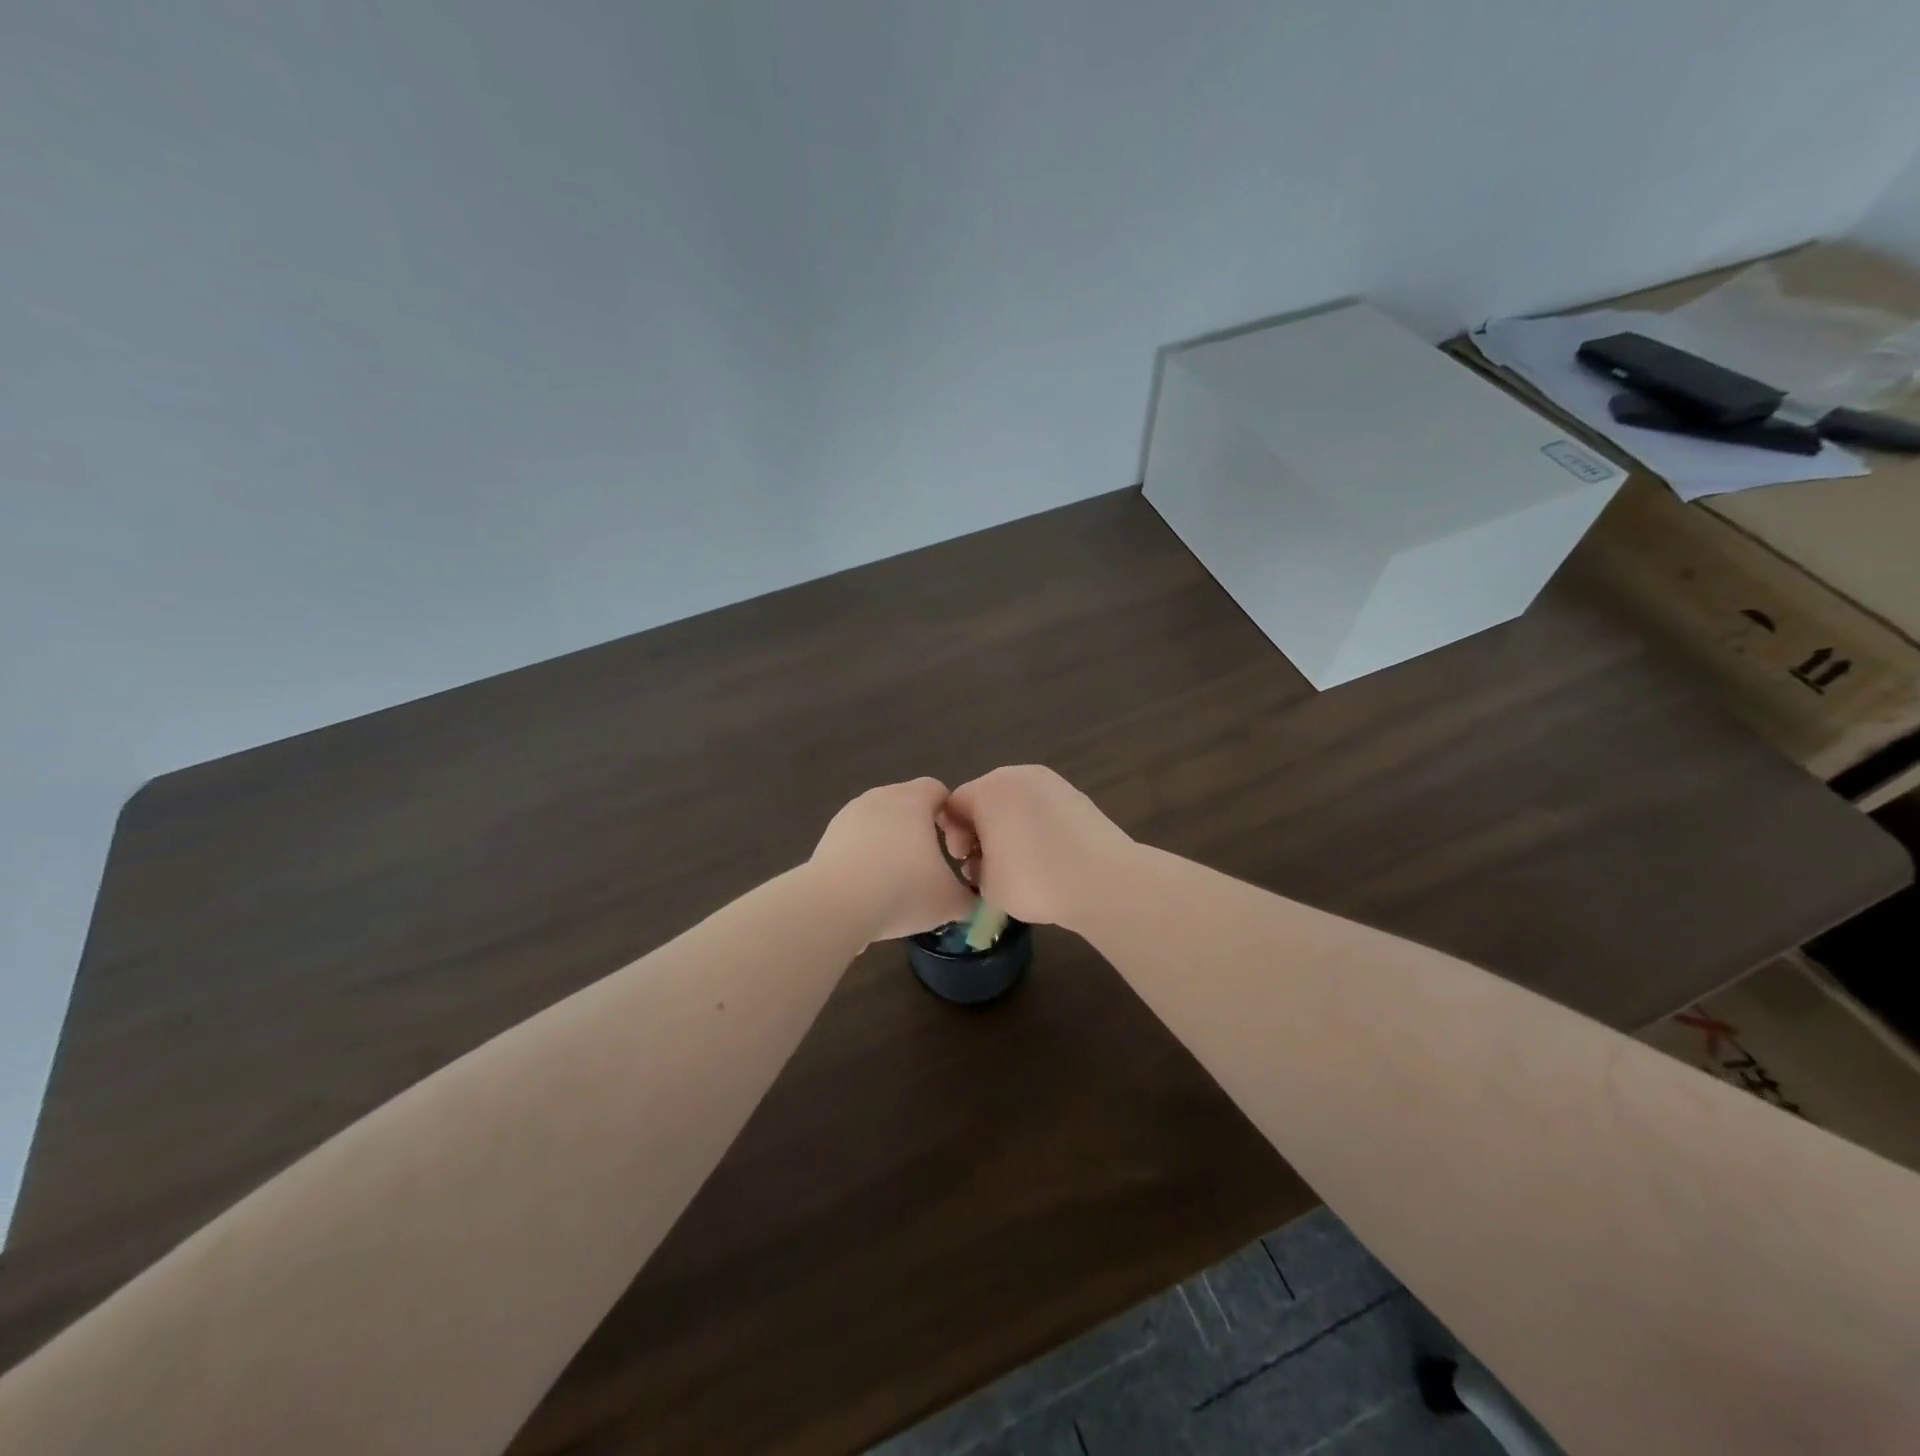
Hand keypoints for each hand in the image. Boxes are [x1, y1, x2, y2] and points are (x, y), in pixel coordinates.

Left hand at [809, 778, 977, 942]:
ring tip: (897, 880)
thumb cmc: (902, 891)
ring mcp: (849, 815)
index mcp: (912, 800)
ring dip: (890, 843)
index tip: (954, 848)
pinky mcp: (827, 837)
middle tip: (929, 865)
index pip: (938, 790)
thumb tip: (974, 900)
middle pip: (907, 804)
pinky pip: (856, 841)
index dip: (951, 815)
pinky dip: (866, 857)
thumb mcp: (949, 901)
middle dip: (920, 830)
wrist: (834, 906)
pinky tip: (870, 888)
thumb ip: (969, 897)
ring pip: (879, 822)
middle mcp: (879, 797)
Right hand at [940, 765, 1135, 930]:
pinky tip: (1046, 856)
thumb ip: (975, 868)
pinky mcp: (1075, 795)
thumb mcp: (987, 885)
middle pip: (985, 799)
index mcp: (987, 790)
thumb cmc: (1034, 879)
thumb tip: (983, 863)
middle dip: (981, 831)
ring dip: (1009, 828)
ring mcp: (1050, 782)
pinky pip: (1041, 807)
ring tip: (1019, 863)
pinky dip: (1036, 826)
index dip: (953, 836)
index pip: (953, 806)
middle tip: (988, 865)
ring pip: (1015, 802)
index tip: (964, 862)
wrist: (1103, 880)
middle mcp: (1016, 775)